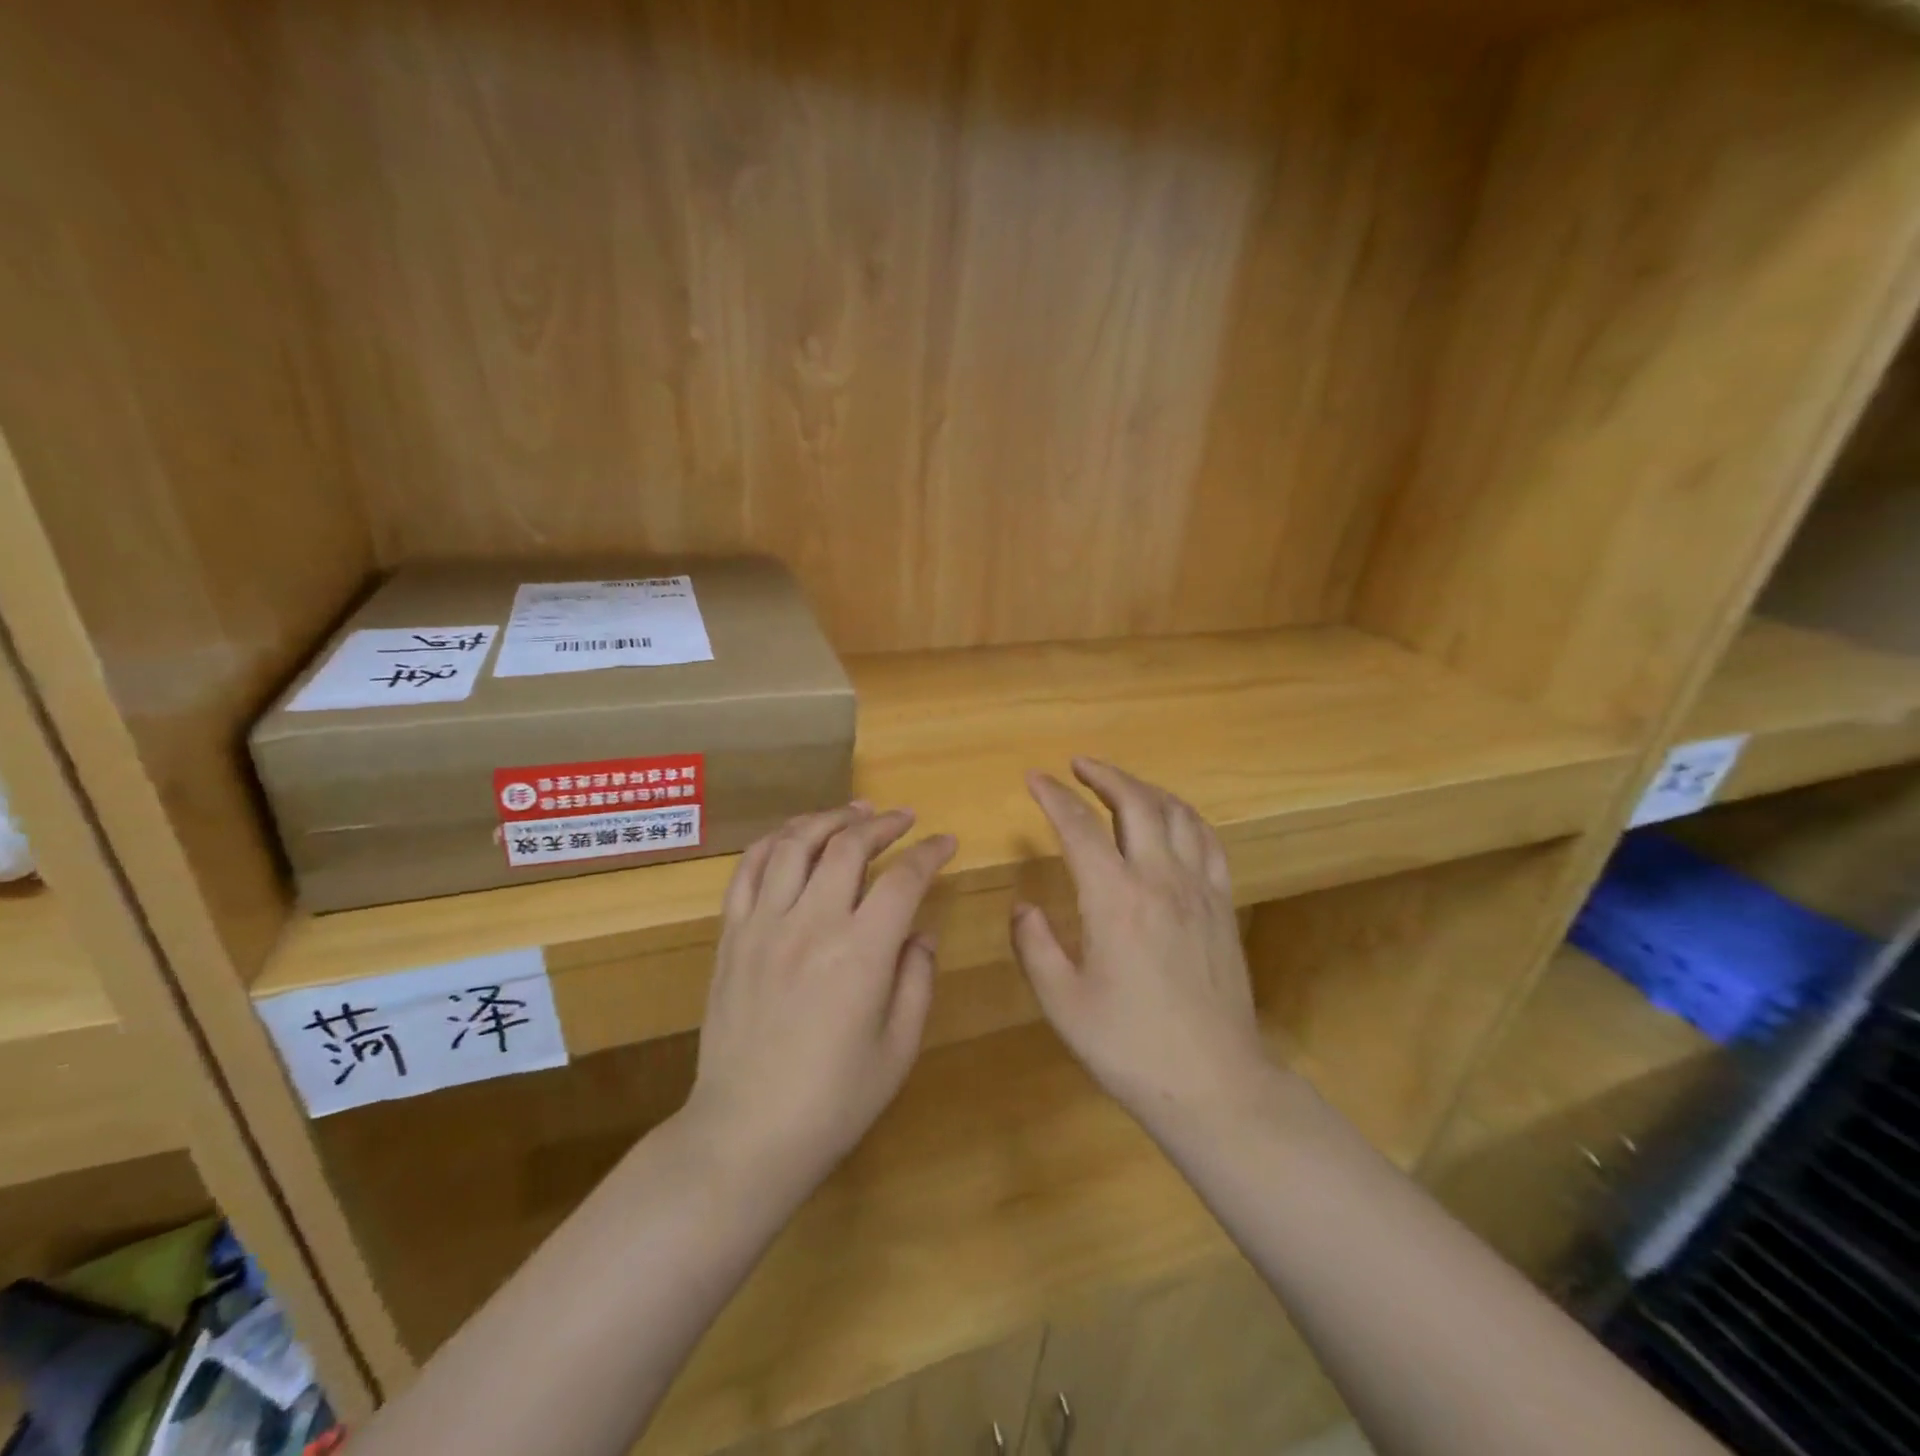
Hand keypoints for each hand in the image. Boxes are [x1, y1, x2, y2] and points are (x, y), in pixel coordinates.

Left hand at [686, 803, 955, 1192]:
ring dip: (828, 818)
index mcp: (861, 954)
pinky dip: (774, 842)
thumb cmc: (833, 1101)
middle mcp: (811, 924)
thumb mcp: (898, 1049)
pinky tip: (792, 837)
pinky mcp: (730, 937)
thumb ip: (916, 981)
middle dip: (881, 823)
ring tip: (852, 812)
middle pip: (847, 846)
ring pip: (794, 844)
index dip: (929, 853)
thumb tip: (920, 932)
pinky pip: (748, 871)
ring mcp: (763, 926)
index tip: (946, 842)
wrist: (744, 1135)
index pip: (902, 879)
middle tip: (902, 818)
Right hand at [1012, 759, 1271, 1127]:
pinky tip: (1173, 821)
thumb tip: (1024, 907)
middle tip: (1078, 765)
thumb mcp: (1063, 1002)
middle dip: (1104, 775)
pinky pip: (1209, 842)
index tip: (1034, 779)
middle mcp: (1160, 879)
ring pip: (1177, 814)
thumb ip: (1035, 946)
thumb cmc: (1129, 1046)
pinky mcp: (1224, 906)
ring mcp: (1199, 889)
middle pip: (1135, 803)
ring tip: (1121, 785)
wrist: (1214, 1083)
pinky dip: (1185, 817)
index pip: (1079, 827)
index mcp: (1115, 898)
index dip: (1053, 796)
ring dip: (1145, 789)